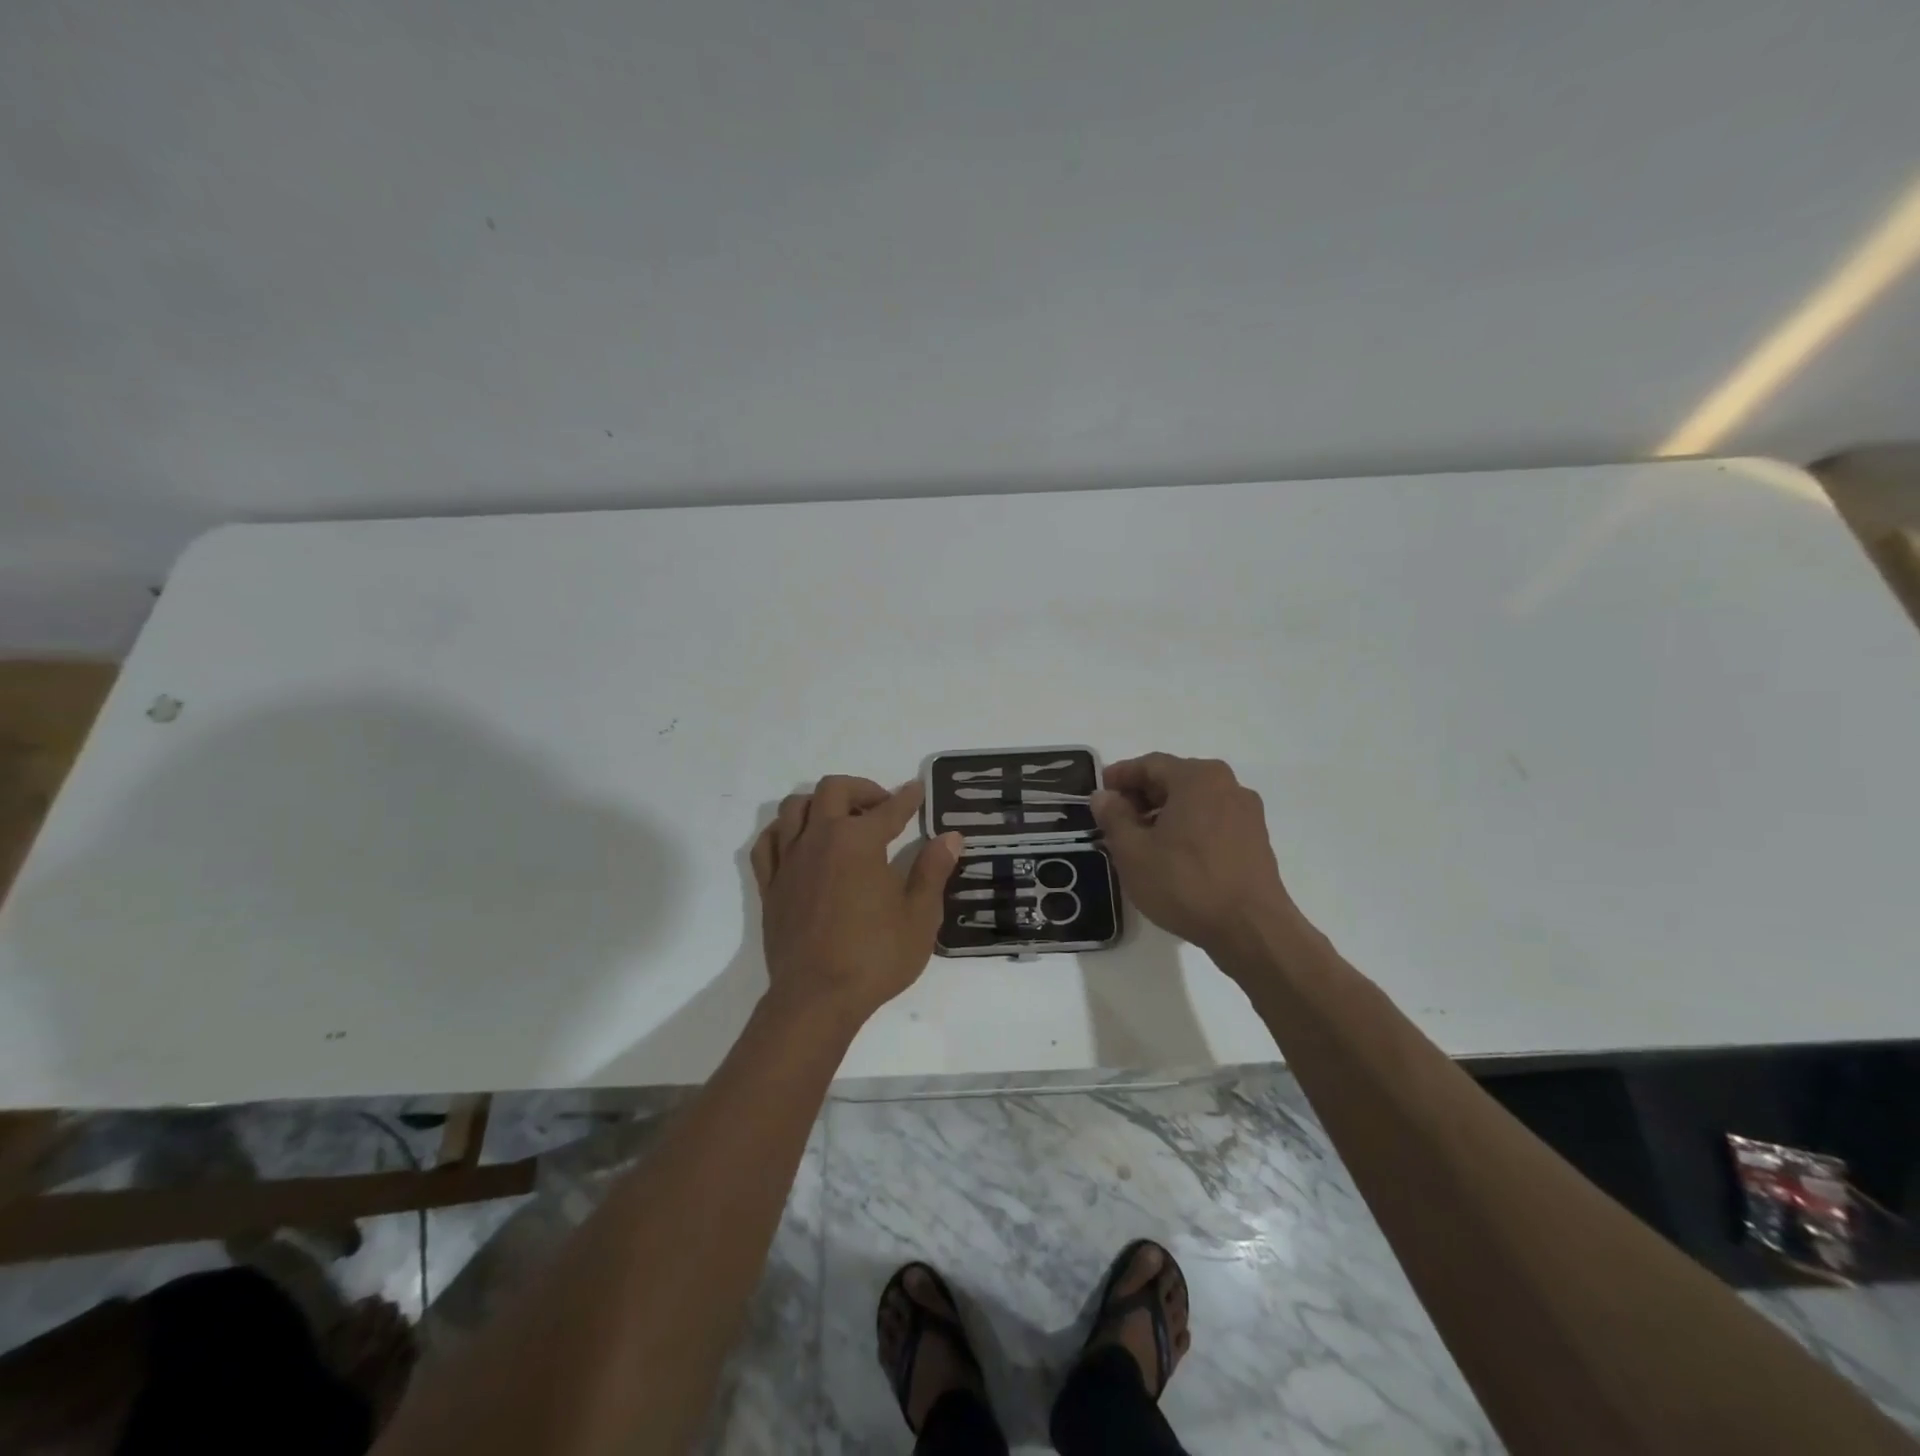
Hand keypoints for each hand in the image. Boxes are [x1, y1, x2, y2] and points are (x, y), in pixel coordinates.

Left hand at [751, 776, 963, 1023]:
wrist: (817, 998)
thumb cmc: (875, 957)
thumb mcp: (919, 917)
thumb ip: (933, 871)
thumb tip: (950, 837)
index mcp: (859, 841)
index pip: (889, 809)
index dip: (907, 798)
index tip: (917, 790)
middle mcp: (820, 838)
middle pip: (833, 790)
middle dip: (861, 789)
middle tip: (881, 808)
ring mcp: (789, 860)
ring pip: (795, 807)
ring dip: (820, 804)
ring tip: (840, 821)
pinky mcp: (770, 884)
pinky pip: (768, 841)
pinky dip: (784, 831)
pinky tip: (800, 843)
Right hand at [1091, 753, 1296, 959]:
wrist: (1251, 930)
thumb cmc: (1185, 883)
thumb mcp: (1133, 851)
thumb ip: (1113, 817)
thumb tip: (1104, 796)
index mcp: (1197, 777)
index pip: (1149, 764)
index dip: (1120, 776)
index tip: (1099, 793)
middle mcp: (1227, 784)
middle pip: (1174, 779)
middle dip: (1142, 795)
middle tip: (1115, 819)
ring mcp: (1247, 812)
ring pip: (1194, 801)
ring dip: (1164, 813)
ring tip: (1141, 840)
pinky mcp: (1256, 839)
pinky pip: (1212, 820)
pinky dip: (1188, 827)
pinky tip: (1172, 854)